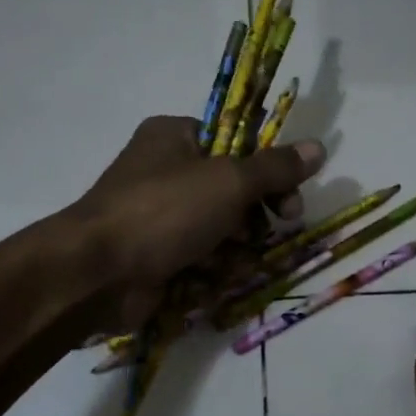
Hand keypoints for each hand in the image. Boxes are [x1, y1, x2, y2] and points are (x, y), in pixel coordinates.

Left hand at [63, 116, 326, 329]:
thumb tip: (318, 147)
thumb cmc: (164, 212)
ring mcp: (158, 216)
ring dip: (234, 248)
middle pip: (232, 190)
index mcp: (175, 136)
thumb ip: (275, 168)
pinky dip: (210, 269)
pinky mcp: (156, 255)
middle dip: (253, 218)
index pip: (238, 143)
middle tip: (269, 234)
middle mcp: (165, 170)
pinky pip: (199, 257)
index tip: (290, 199)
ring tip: (228, 261)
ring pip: (220, 229)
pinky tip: (208, 279)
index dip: (269, 172)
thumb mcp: (229, 181)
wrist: (97, 274)